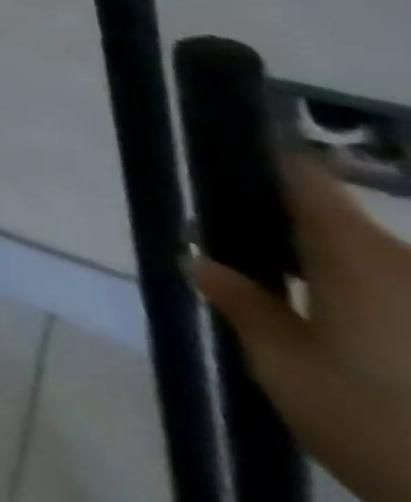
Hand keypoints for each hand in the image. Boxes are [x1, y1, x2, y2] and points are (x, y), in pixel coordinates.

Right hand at [194, 158, 410, 501]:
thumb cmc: (379, 426)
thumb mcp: (285, 369)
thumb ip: (242, 306)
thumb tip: (200, 262)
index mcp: (351, 251)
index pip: (300, 173)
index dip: (260, 162)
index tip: (223, 169)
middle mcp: (404, 264)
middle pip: (338, 223)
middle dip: (292, 235)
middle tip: (248, 259)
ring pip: (377, 268)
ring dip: (338, 278)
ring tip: (298, 308)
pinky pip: (402, 302)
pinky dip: (375, 313)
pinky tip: (353, 346)